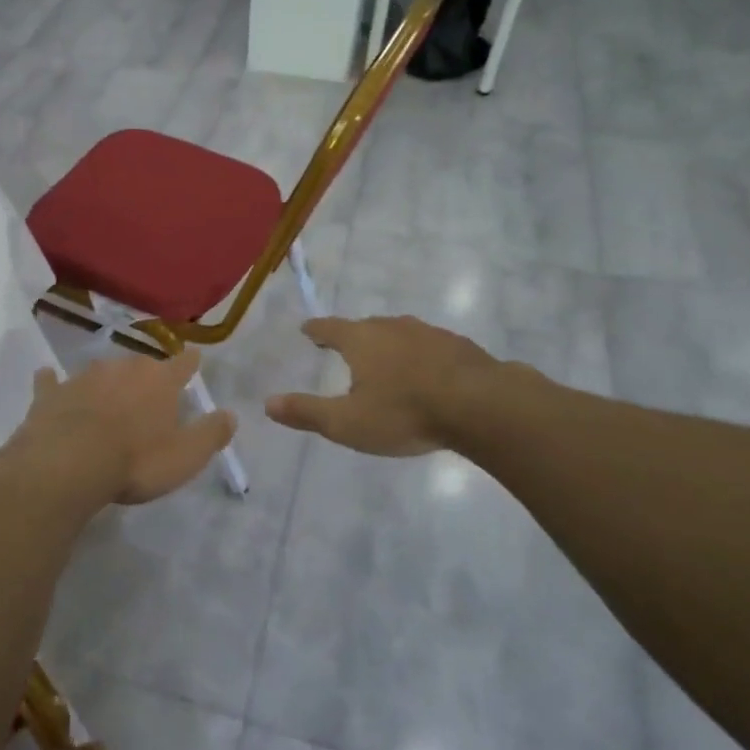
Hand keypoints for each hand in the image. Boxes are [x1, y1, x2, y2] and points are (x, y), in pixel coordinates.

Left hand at [14, 350, 236, 504]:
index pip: (182, 364)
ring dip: (106, 380)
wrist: (68, 464)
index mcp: (159, 381)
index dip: (190, 362)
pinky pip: (52, 382)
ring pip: (101, 371)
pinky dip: (53, 381)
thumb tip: (230, 414)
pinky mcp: (51, 393)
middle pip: (140, 364)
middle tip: (149, 390)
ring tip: (109, 392)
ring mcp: (84, 377)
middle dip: (146, 374)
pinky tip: (47, 377)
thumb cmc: (136, 461)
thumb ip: (210, 433)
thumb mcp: (186, 456)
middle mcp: (123, 369)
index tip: (193, 358)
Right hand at [265, 315, 515, 456]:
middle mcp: (393, 328)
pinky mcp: (460, 347)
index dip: (317, 330)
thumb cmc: (404, 413)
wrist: (482, 406)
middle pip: (366, 327)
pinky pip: (430, 347)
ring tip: (386, 361)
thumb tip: (267, 403)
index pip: (330, 328)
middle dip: (353, 336)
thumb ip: (306, 412)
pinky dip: (420, 356)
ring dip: (389, 344)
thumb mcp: (346, 422)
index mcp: (361, 340)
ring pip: (400, 334)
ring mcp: (430, 333)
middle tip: (345, 346)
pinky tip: (427, 373)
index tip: (308, 329)